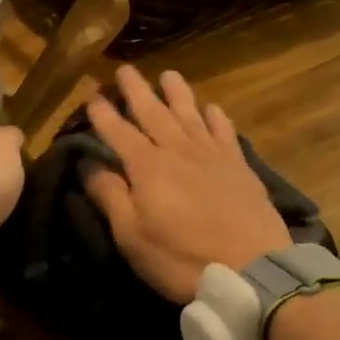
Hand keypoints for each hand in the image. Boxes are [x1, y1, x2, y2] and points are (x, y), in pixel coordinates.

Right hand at [82, 66, 289, 302]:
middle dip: (137, 91)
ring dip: (177, 93)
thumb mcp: (132, 236)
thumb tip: (88, 165)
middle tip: (125, 69)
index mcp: (147, 167)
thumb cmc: (181, 258)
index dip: (103, 114)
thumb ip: (109, 196)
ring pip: (191, 114)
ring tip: (168, 74)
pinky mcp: (240, 167)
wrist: (251, 270)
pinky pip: (225, 131)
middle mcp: (179, 150)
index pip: (118, 132)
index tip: (91, 95)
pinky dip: (216, 117)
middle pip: (154, 113)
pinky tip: (212, 108)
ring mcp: (213, 155)